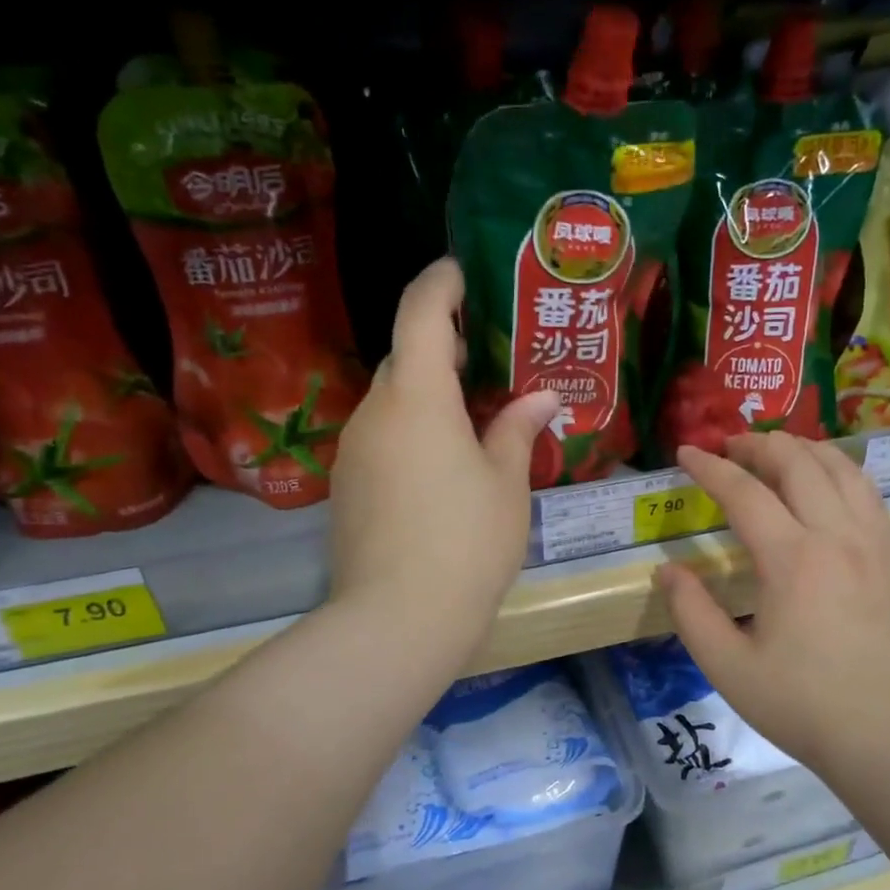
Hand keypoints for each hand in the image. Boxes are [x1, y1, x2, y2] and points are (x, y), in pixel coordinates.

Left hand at [327, 259, 557, 663]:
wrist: (398, 618)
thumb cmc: (467, 540)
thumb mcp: (506, 482)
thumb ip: (518, 429)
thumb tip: (543, 398)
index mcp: (418, 397)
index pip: (420, 313)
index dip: (440, 283)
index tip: (461, 272)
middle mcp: (374, 411)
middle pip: (404, 358)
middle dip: (440, 347)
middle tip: (484, 361)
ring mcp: (352, 450)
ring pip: (391, 402)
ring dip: (425, 396)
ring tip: (469, 419)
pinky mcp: (345, 486)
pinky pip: (380, 438)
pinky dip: (409, 432)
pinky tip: (440, 467)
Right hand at [656, 433, 889, 769]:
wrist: (889, 735)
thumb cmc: (803, 705)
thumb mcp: (728, 667)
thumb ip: (691, 613)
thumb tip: (668, 571)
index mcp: (792, 559)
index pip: (744, 492)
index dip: (709, 468)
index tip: (685, 453)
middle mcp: (836, 536)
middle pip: (797, 463)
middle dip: (757, 445)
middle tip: (727, 447)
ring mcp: (871, 543)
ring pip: (841, 468)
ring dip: (803, 449)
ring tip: (774, 450)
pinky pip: (867, 492)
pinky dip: (840, 470)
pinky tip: (825, 480)